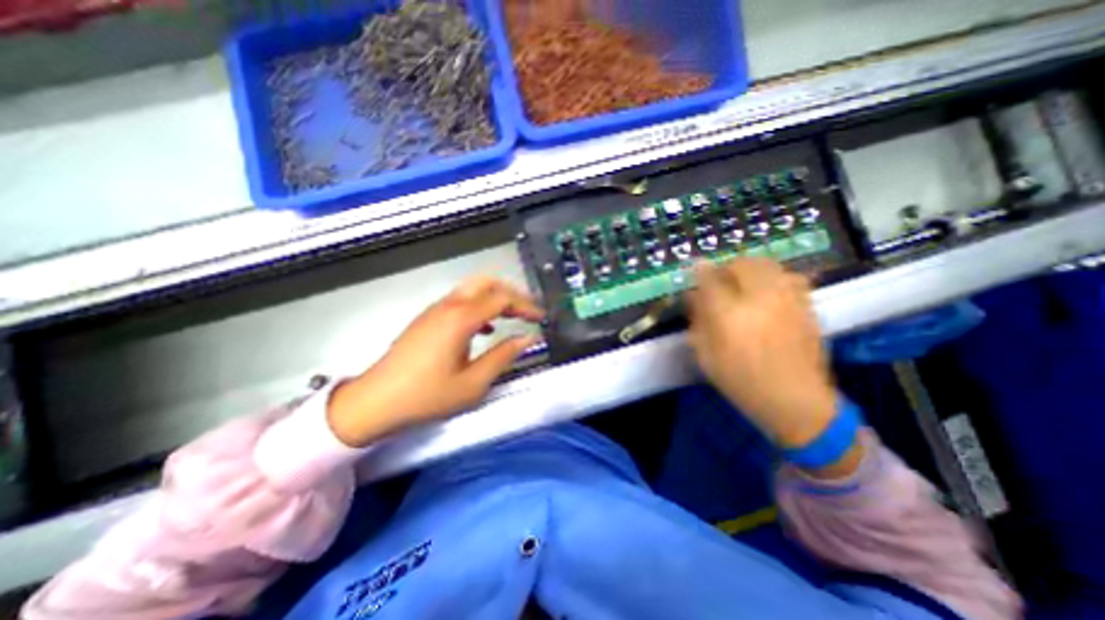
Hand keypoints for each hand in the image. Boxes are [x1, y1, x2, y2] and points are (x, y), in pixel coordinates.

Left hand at [324, 278, 542, 448]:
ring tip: (512, 317)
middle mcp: (448, 306)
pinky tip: (485, 328)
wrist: (375, 402)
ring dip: (496, 298)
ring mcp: (435, 310)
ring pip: (473, 289)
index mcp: (461, 319)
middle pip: (487, 283)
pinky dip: (480, 306)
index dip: (526, 305)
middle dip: (512, 293)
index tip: (541, 318)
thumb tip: (527, 338)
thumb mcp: (473, 383)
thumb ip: (503, 356)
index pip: (502, 298)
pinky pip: (460, 300)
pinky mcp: (428, 318)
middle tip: (528, 311)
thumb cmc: (426, 396)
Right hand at [683, 258, 837, 449]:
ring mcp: (787, 299)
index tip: (694, 271)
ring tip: (742, 284)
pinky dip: (772, 277)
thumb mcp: (705, 355)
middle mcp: (760, 298)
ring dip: (748, 269)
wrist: (795, 400)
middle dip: (725, 268)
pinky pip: (787, 275)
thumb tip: (693, 295)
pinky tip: (766, 293)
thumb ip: (697, 320)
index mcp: (729, 314)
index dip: (699, 271)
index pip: (709, 278)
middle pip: (741, 263)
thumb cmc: (740, 380)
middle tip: (718, 281)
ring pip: (766, 265)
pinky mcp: (806, 304)